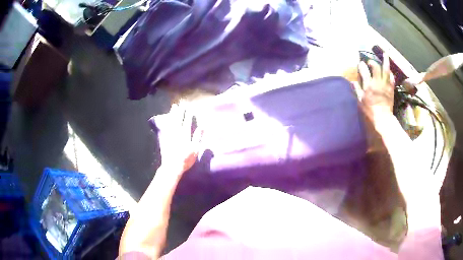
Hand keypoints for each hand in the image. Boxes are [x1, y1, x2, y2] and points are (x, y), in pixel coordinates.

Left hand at [156, 103, 201, 174]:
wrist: (172, 166)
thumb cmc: (185, 159)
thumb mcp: (195, 149)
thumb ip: (198, 137)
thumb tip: (202, 126)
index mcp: (185, 134)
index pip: (187, 121)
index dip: (188, 114)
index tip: (189, 106)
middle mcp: (177, 132)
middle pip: (178, 119)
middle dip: (180, 110)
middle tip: (181, 102)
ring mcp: (170, 135)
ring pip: (171, 121)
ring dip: (173, 113)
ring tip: (174, 106)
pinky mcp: (165, 138)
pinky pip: (166, 126)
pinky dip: (167, 121)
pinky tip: (166, 118)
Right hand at [356, 53, 394, 121]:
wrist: (383, 118)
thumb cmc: (370, 111)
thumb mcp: (361, 101)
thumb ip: (357, 90)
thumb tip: (353, 81)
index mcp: (369, 85)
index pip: (364, 71)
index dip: (362, 66)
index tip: (360, 63)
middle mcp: (377, 82)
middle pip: (375, 67)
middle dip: (372, 62)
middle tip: (370, 62)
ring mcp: (385, 85)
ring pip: (386, 70)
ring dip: (385, 61)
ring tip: (385, 54)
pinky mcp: (391, 88)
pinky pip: (391, 78)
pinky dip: (390, 73)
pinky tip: (389, 71)